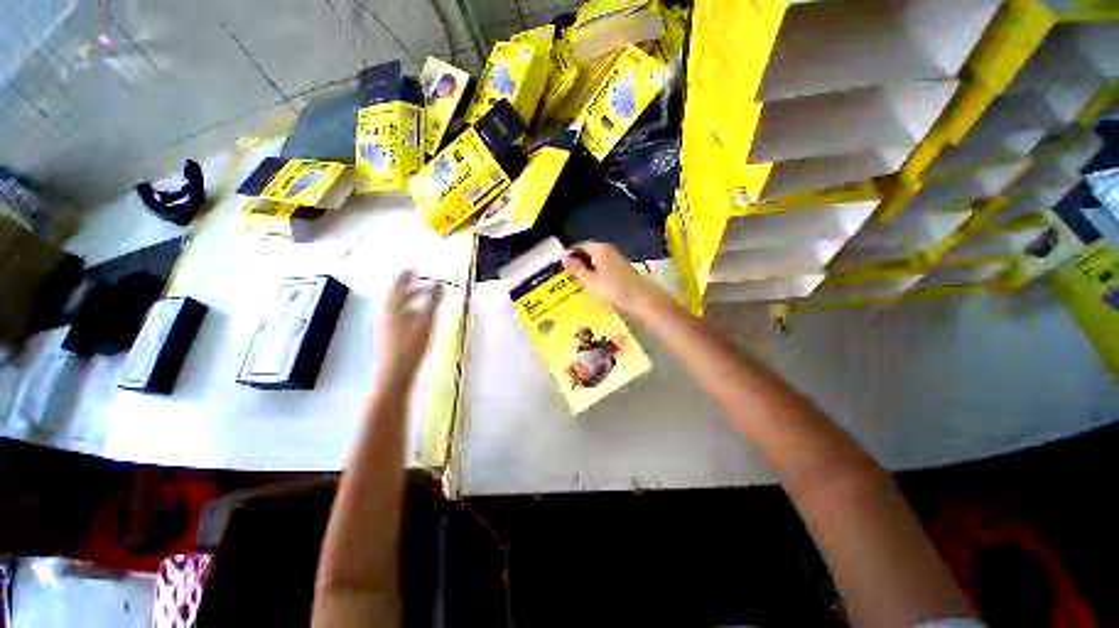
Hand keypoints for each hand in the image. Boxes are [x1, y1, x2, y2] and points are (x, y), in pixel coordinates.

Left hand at [379, 270, 440, 384]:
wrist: (396, 372)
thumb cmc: (412, 344)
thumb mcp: (426, 319)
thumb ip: (433, 299)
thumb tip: (440, 282)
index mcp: (393, 306)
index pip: (399, 285)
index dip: (406, 275)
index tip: (413, 267)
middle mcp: (386, 312)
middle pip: (397, 294)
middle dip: (408, 285)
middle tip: (419, 279)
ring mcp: (386, 324)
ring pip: (397, 305)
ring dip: (409, 297)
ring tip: (421, 294)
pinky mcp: (389, 334)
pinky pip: (398, 314)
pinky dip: (408, 308)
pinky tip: (417, 314)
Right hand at [562, 242, 671, 316]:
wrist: (641, 298)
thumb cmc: (613, 288)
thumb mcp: (590, 280)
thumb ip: (576, 269)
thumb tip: (564, 258)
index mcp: (599, 249)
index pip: (580, 245)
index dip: (569, 253)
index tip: (559, 263)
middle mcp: (608, 250)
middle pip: (588, 252)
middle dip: (577, 261)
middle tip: (565, 273)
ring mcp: (616, 259)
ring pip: (596, 260)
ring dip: (586, 268)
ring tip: (575, 279)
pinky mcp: (621, 269)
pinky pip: (603, 267)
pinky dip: (595, 273)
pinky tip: (591, 283)